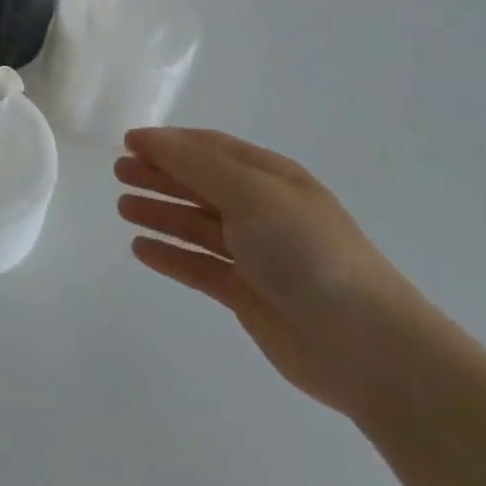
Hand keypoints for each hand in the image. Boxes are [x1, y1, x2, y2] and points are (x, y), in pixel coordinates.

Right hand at [116, 128, 425, 416]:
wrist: (367, 346)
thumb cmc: (306, 251)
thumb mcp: (250, 192)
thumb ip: (195, 164)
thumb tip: (149, 139)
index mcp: (270, 177)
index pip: (209, 149)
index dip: (168, 142)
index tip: (127, 142)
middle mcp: (262, 210)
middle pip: (199, 184)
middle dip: (159, 175)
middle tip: (117, 172)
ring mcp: (256, 254)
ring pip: (196, 224)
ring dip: (160, 212)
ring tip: (122, 208)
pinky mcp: (248, 295)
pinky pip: (199, 266)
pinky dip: (171, 255)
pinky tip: (141, 250)